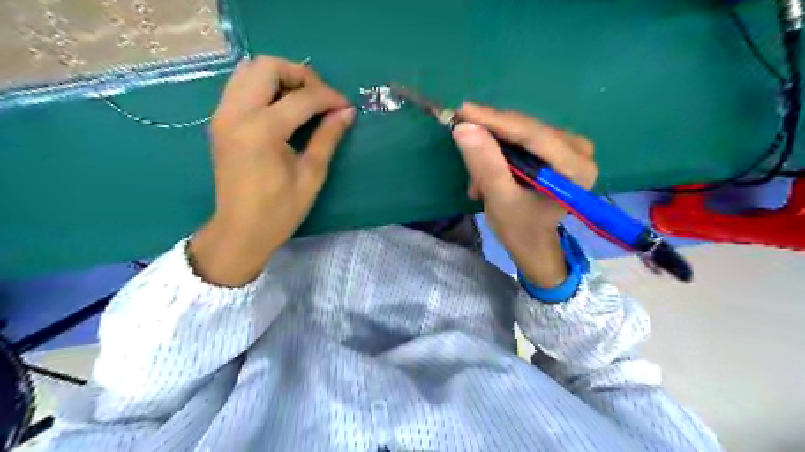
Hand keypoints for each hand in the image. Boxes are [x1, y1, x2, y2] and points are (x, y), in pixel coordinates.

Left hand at [190, 57, 352, 285]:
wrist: (240, 231)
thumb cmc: (280, 210)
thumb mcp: (311, 176)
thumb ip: (327, 138)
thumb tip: (346, 112)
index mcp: (262, 131)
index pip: (301, 98)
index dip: (328, 97)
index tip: (346, 107)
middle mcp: (236, 114)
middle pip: (267, 66)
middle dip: (300, 75)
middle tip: (321, 97)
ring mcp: (223, 115)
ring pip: (248, 70)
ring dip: (280, 77)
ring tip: (302, 98)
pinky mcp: (219, 121)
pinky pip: (239, 86)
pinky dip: (263, 86)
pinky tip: (281, 107)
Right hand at [453, 103, 596, 287]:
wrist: (533, 243)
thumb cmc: (520, 229)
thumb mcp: (499, 200)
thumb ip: (485, 165)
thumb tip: (464, 128)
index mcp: (575, 168)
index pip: (531, 134)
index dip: (494, 120)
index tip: (462, 111)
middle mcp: (580, 151)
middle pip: (527, 129)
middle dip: (491, 136)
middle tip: (461, 142)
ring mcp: (571, 147)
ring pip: (522, 133)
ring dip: (493, 147)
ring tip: (476, 177)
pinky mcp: (559, 148)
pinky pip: (524, 138)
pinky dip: (502, 151)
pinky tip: (489, 171)